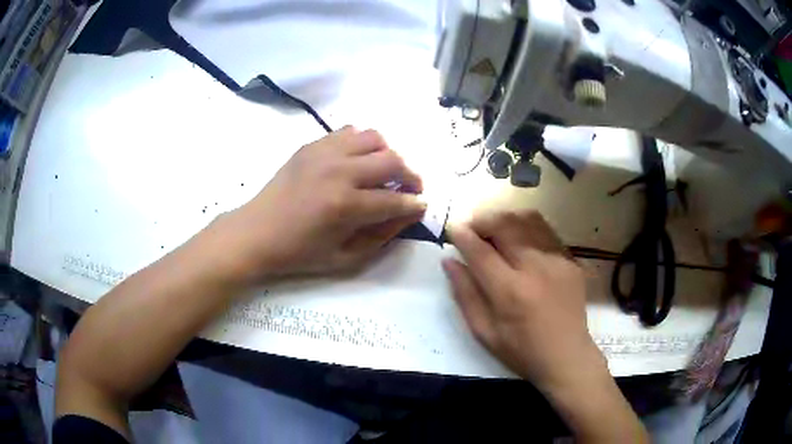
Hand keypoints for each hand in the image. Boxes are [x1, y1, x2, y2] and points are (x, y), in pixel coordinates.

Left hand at [218, 126, 425, 279]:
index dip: (414, 204)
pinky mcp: (311, 145)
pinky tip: (358, 160)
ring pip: (374, 137)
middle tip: (411, 187)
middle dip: (411, 175)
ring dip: (387, 153)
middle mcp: (338, 171)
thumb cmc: (299, 252)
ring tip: (385, 170)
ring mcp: (324, 153)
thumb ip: (382, 235)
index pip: (395, 200)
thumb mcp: (345, 257)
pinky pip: (349, 132)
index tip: (421, 206)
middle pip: (392, 160)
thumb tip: (409, 214)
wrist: (256, 232)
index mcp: (345, 205)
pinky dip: (362, 143)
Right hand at [442, 210, 603, 392]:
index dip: (462, 236)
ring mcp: (557, 261)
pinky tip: (519, 241)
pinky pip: (545, 230)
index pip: (480, 252)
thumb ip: (465, 294)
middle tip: (472, 229)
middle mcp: (535, 269)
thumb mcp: (484, 332)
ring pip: (527, 219)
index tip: (452, 228)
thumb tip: (449, 261)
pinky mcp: (570, 260)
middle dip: (482, 220)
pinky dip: (526, 228)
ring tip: (494, 231)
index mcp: (510, 292)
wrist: (566, 356)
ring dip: (505, 219)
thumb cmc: (521, 350)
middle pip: (505, 225)